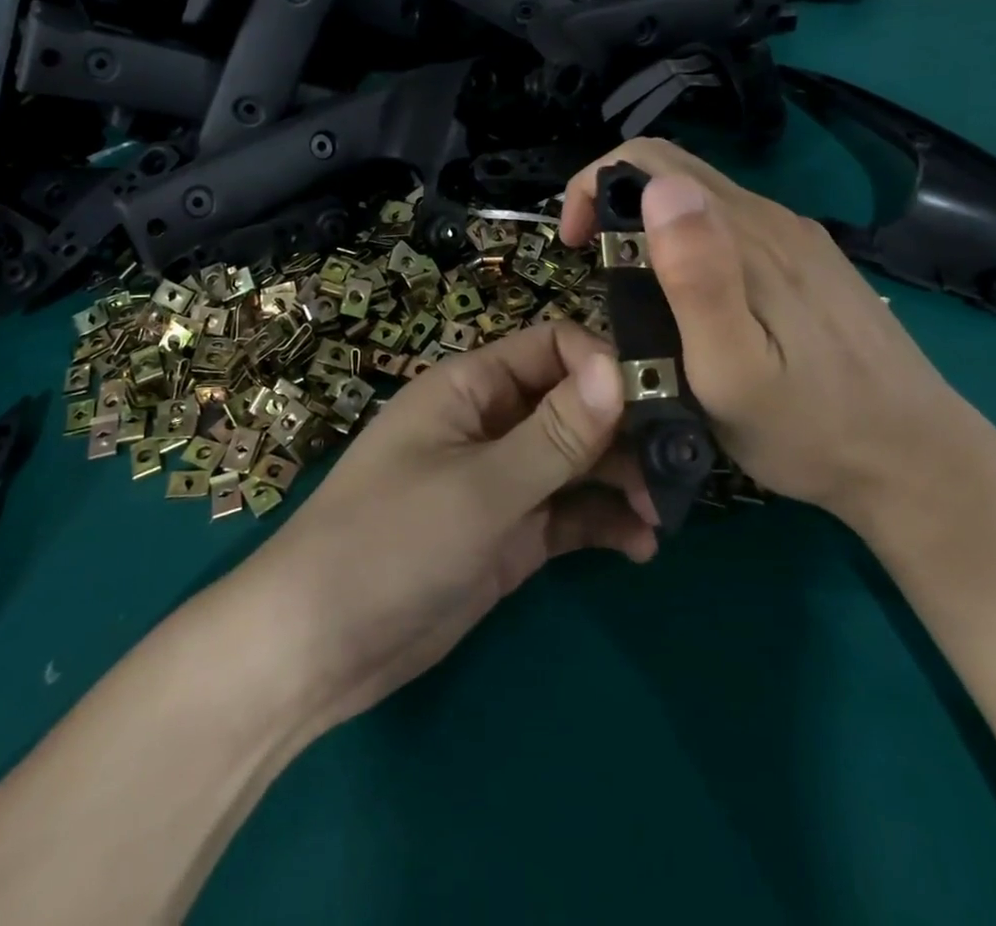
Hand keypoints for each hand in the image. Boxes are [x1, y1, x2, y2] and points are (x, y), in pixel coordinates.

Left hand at [234, 322, 657, 733]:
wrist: (318, 648)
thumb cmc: (390, 543)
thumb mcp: (480, 488)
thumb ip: (554, 434)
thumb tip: (617, 369)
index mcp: (472, 386)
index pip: (553, 347)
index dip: (604, 365)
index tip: (658, 401)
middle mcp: (492, 422)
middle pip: (574, 404)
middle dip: (625, 428)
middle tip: (678, 465)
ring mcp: (502, 480)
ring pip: (578, 460)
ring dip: (622, 478)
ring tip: (663, 511)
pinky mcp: (511, 533)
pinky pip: (569, 513)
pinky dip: (604, 522)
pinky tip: (640, 546)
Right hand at [558, 138, 995, 521]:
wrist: (920, 463)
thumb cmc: (809, 430)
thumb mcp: (733, 370)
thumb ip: (696, 278)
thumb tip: (659, 188)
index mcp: (746, 235)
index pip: (650, 160)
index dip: (594, 187)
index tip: (576, 248)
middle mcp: (773, 218)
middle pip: (674, 169)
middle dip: (614, 203)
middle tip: (598, 273)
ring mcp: (798, 238)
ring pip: (702, 199)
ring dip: (651, 226)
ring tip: (638, 296)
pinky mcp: (812, 262)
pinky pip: (733, 226)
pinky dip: (689, 242)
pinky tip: (695, 302)